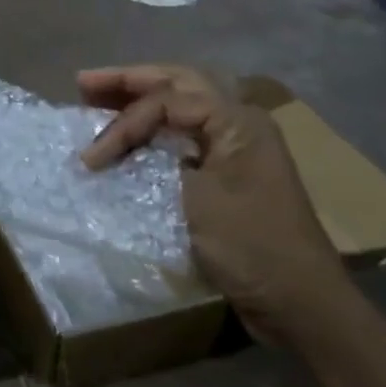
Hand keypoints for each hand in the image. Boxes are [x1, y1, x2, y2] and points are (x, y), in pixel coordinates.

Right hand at [78, 64, 354, 345]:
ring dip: (139, 100)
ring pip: (180, 106)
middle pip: (176, 85)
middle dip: (128, 82)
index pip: (165, 101)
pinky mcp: (228, 173)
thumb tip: (119, 149)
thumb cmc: (251, 247)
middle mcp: (238, 123)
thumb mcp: (197, 198)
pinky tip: (129, 134)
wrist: (302, 305)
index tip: (91, 158)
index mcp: (237, 121)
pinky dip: (153, 128)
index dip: (123, 123)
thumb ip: (155, 160)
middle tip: (83, 83)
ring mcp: (235, 147)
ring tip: (98, 98)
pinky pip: (184, 133)